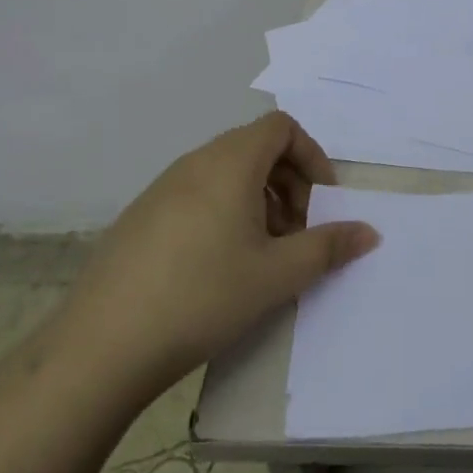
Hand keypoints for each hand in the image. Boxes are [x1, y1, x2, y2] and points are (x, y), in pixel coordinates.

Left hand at [59, 112, 379, 401]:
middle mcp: (195, 162)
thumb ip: (329, 247)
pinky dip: (224, 212)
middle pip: (255, 147)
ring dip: (258, 200)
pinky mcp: (140, 217)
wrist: (103, 346)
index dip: (311, 156)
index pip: (281, 127)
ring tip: (262, 253)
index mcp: (230, 162)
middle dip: (289, 182)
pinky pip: (197, 194)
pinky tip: (218, 267)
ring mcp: (161, 188)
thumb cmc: (203, 296)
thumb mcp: (277, 274)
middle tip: (297, 232)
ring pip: (226, 173)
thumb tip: (370, 232)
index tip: (322, 201)